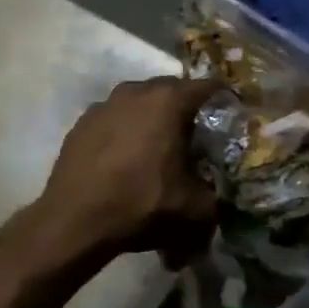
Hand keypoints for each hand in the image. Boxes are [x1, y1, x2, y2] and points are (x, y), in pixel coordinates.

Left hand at [36, 77, 220, 265]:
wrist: (74, 219)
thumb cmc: (140, 204)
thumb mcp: (195, 209)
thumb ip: (217, 195)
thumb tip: (221, 193)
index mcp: (167, 101)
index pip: (208, 88)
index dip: (225, 101)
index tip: (234, 118)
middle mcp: (134, 91)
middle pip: (171, 91)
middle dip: (187, 111)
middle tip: (198, 138)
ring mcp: (103, 104)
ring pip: (139, 104)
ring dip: (153, 120)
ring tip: (160, 149)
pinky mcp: (81, 122)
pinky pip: (114, 119)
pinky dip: (125, 131)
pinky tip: (126, 158)